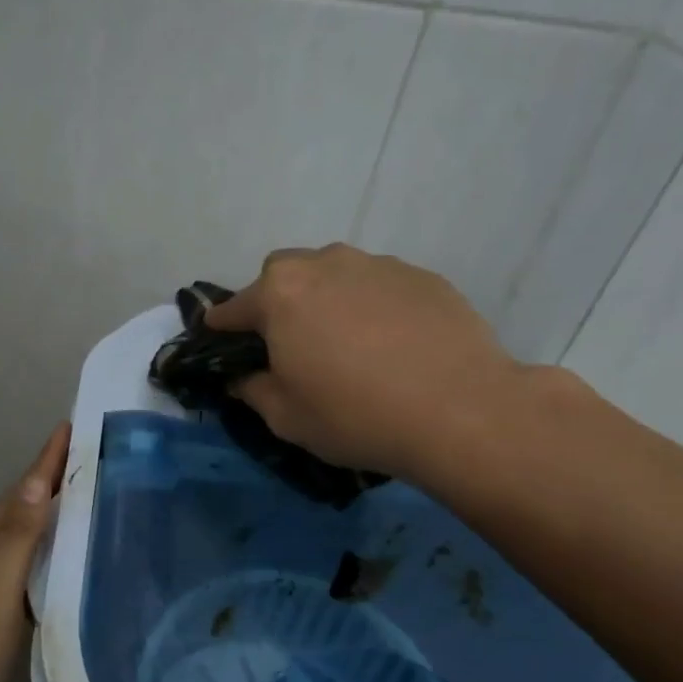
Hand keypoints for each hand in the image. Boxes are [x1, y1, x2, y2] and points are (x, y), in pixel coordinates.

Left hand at [0, 423, 70, 681]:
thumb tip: (37, 482)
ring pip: (25, 536)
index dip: (46, 459)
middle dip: (53, 479)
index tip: (71, 424)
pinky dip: (49, 551)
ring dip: (53, 513)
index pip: (20, 491)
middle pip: (22, 508)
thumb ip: (17, 538)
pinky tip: (69, 556)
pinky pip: (26, 565)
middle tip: (94, 455)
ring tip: (89, 494)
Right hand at [207, 245, 520, 484]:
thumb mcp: (286, 417)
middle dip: (277, 303)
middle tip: (292, 345)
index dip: (222, 328)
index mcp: (280, 294)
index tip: (220, 343)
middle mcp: (324, 264)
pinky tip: (392, 345)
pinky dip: (372, 307)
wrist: (461, 411)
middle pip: (283, 276)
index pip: (233, 307)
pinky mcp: (422, 276)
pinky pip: (379, 286)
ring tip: (348, 344)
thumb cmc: (356, 416)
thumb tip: (242, 377)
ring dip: (327, 301)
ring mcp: (377, 264)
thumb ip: (252, 390)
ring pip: (334, 274)